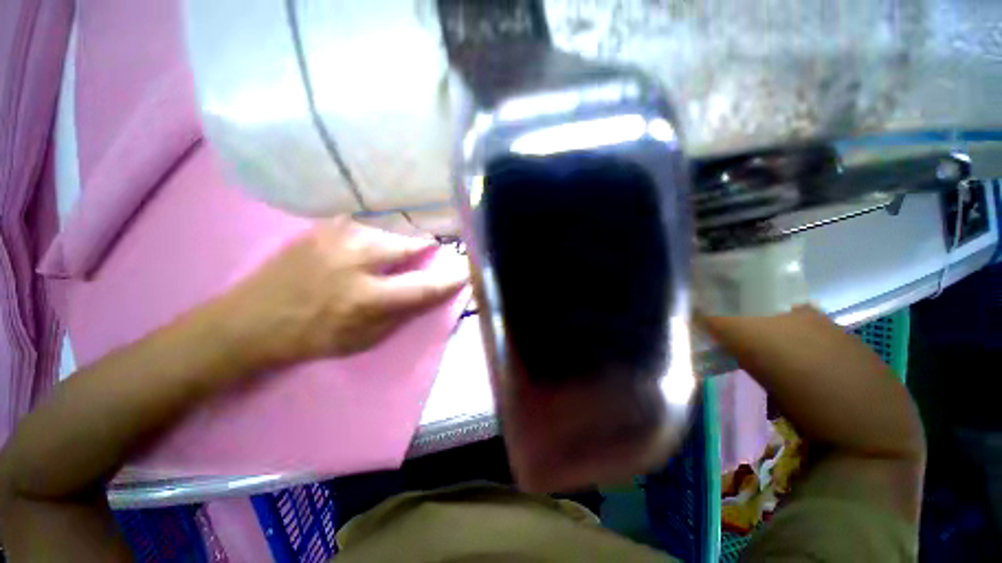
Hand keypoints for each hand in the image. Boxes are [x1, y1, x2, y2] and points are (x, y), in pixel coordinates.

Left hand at [223, 217, 467, 367]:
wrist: (251, 319)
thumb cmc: (313, 337)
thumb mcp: (364, 339)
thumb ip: (401, 313)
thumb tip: (428, 292)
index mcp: (367, 298)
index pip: (423, 286)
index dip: (449, 279)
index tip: (465, 271)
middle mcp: (356, 261)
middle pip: (409, 244)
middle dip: (426, 246)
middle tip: (431, 249)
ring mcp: (337, 237)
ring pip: (389, 227)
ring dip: (402, 236)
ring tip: (402, 244)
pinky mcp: (323, 227)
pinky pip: (365, 220)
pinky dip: (378, 227)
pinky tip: (375, 235)